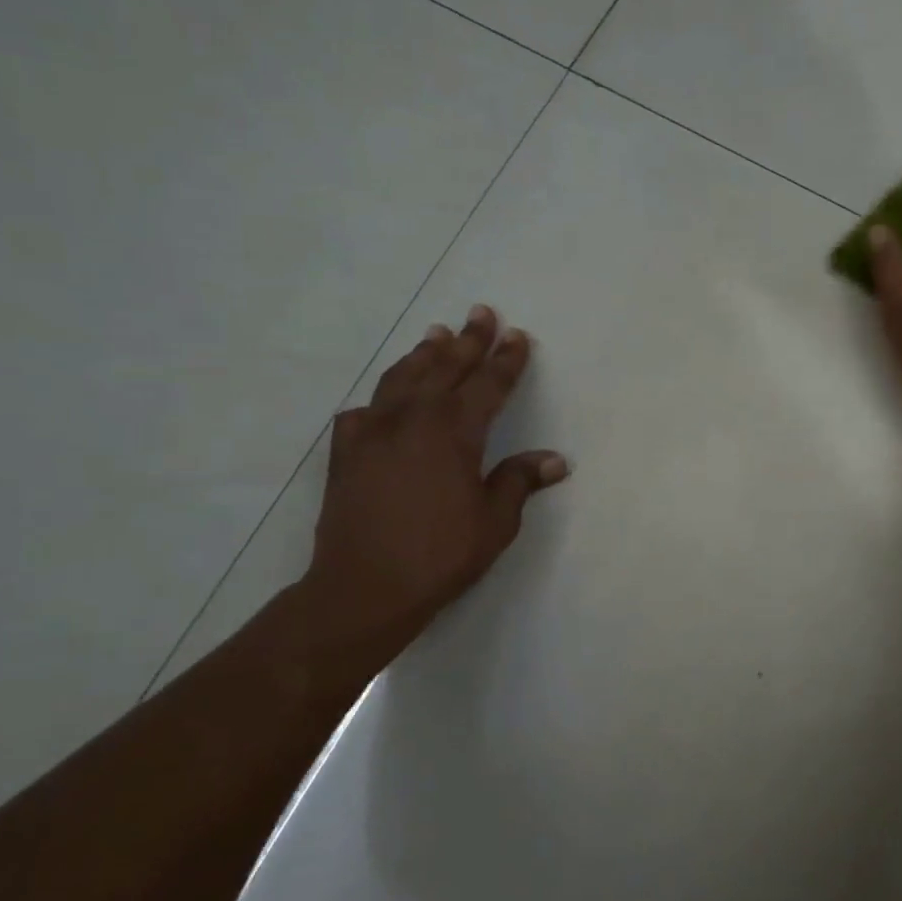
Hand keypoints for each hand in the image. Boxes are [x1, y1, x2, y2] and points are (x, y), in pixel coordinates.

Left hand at [298, 305, 568, 664]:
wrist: (363, 588)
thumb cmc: (440, 555)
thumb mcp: (494, 522)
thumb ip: (520, 481)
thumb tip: (555, 459)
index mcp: (454, 432)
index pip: (488, 385)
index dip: (506, 360)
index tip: (518, 336)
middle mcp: (412, 419)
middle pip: (445, 368)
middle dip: (468, 340)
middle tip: (481, 313)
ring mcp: (372, 433)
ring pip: (401, 379)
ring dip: (424, 355)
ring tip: (437, 335)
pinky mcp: (346, 453)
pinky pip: (364, 412)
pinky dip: (379, 399)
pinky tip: (383, 402)